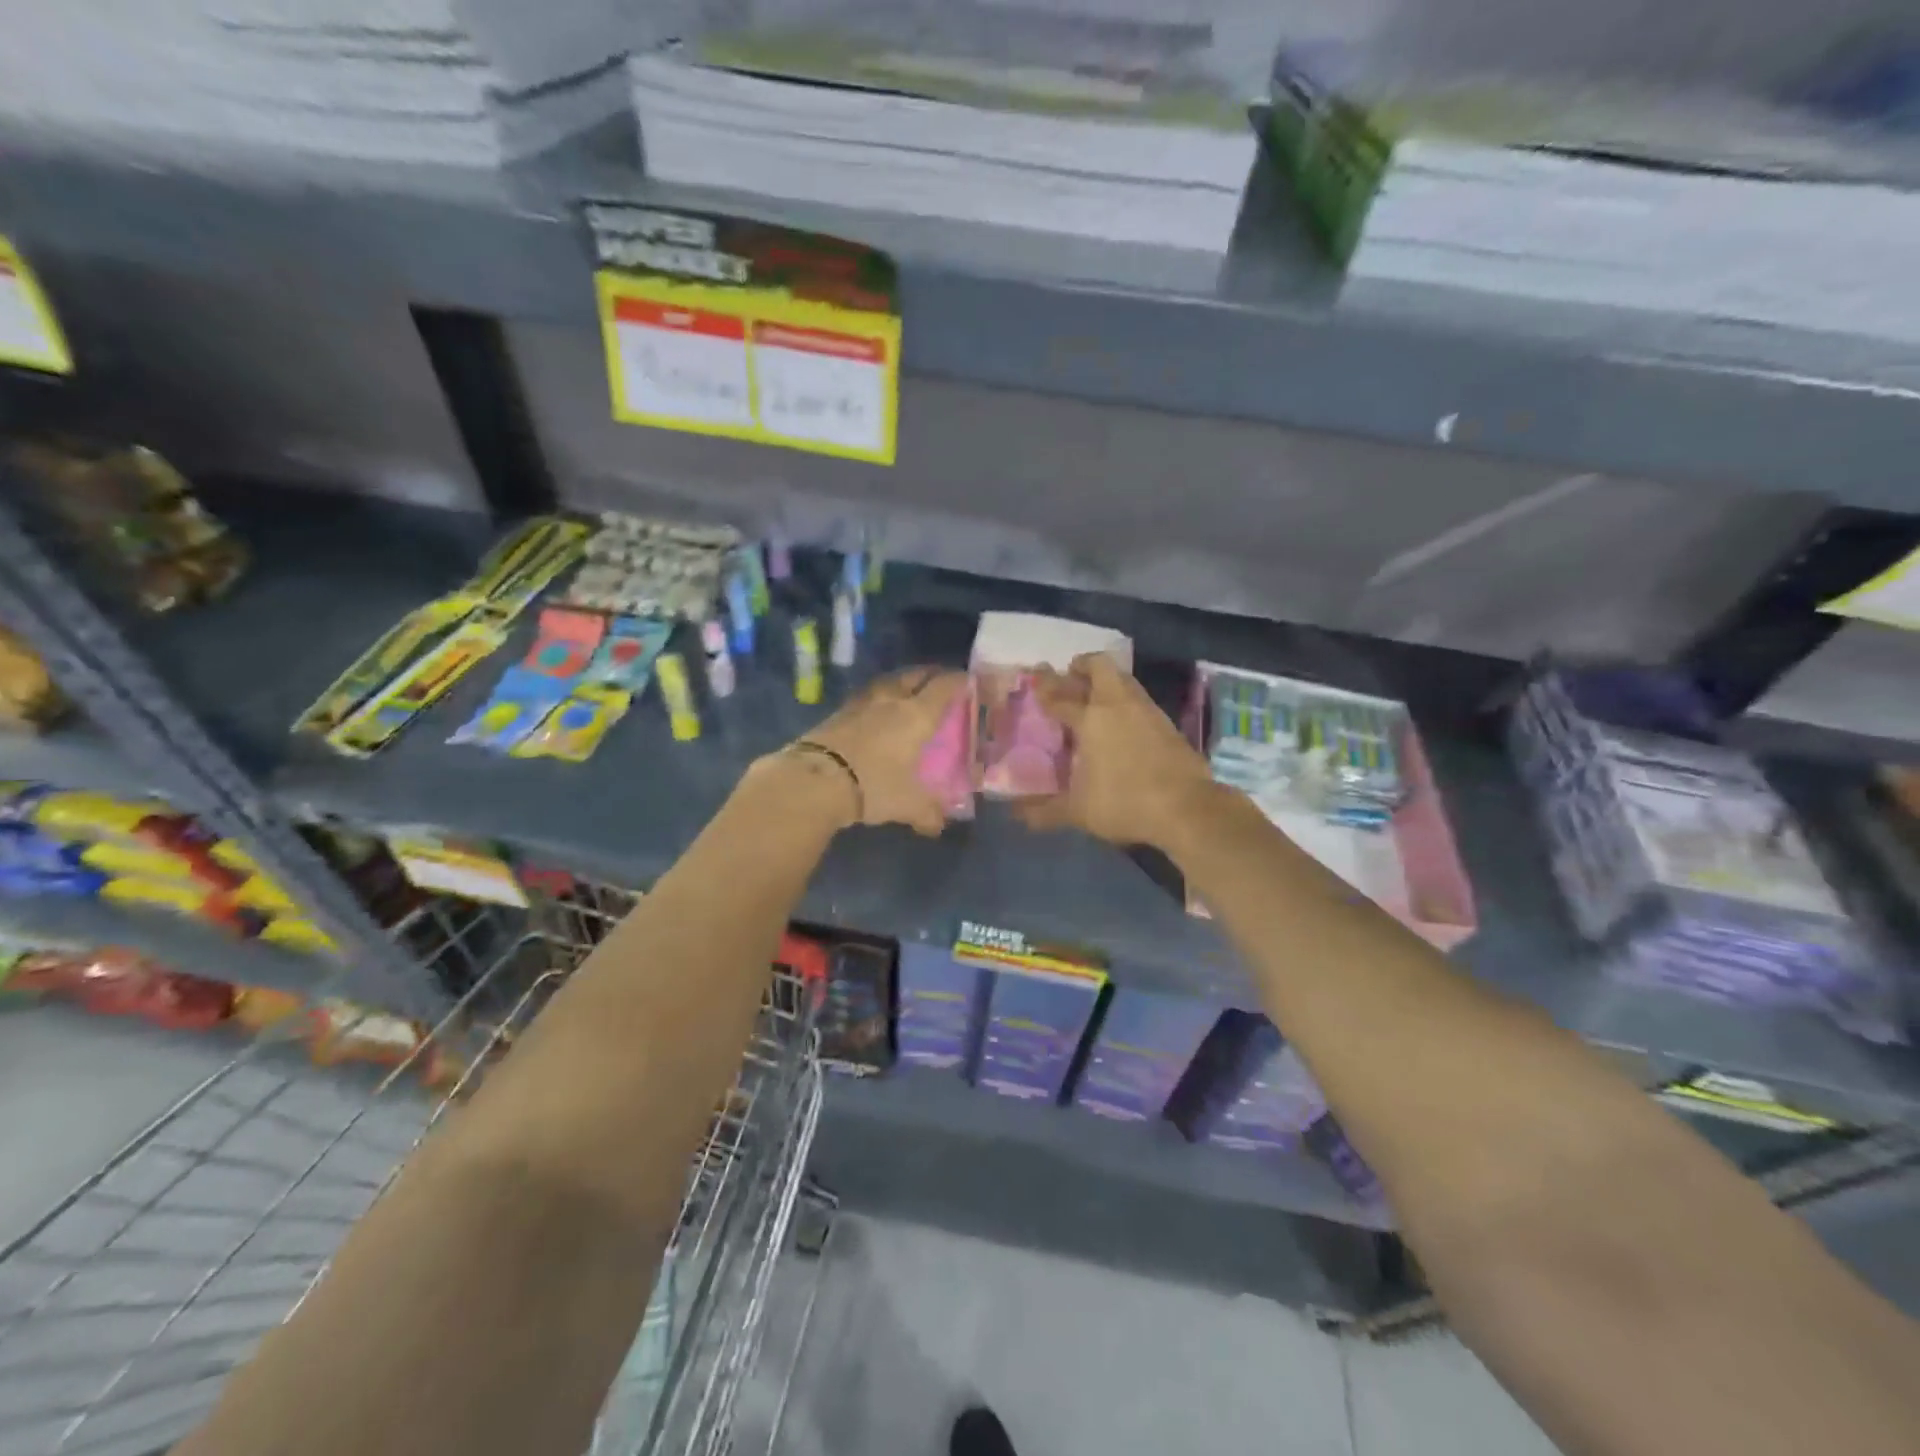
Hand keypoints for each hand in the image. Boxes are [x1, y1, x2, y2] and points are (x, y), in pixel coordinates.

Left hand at [793, 667, 967, 835]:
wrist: (815, 779)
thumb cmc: (873, 785)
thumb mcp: (907, 805)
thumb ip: (928, 813)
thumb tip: (938, 825)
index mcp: (917, 715)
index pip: (945, 686)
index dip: (959, 681)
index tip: (969, 683)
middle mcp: (892, 700)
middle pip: (916, 675)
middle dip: (931, 675)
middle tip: (940, 683)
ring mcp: (862, 702)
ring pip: (888, 681)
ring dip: (902, 682)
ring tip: (908, 692)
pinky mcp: (838, 711)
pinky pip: (866, 696)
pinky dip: (878, 698)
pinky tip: (876, 711)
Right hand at [1018, 653, 1215, 848]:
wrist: (1187, 808)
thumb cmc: (1124, 802)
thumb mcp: (1078, 812)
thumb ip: (1045, 811)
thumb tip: (1018, 815)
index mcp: (1090, 719)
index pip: (1060, 695)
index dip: (1044, 687)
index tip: (1034, 677)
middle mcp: (1117, 705)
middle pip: (1099, 667)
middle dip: (1082, 665)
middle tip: (1071, 675)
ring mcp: (1147, 711)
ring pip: (1123, 679)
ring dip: (1107, 680)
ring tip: (1094, 695)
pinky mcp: (1167, 723)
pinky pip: (1139, 699)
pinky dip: (1125, 700)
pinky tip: (1122, 721)